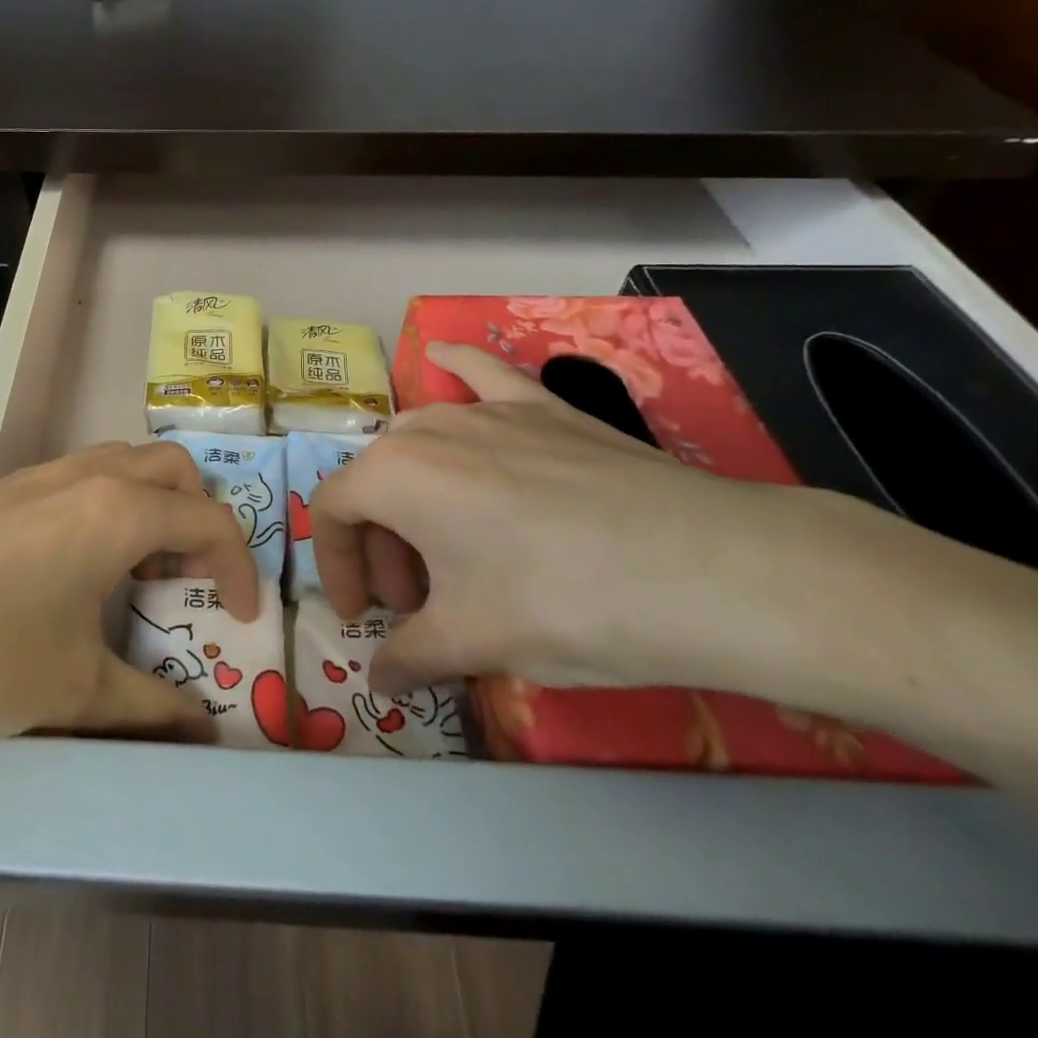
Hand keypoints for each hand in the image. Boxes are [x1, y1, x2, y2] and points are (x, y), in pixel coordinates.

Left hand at [0, 441, 260, 767]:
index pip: (210, 521)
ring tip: (137, 571)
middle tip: (190, 579)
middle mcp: (88, 474)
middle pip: (174, 469)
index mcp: (119, 511)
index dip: (241, 567)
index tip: (243, 616)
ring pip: (125, 463)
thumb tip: (202, 732)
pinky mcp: (3, 487)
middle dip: (200, 517)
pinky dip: (108, 505)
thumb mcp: (73, 692)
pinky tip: (76, 565)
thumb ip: (149, 709)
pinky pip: (82, 476)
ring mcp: (40, 473)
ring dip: (152, 505)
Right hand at [309, 341, 903, 700]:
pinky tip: (441, 354)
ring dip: (413, 493)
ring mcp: (488, 410)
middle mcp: (427, 428)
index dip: (337, 566)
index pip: (332, 513)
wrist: (705, 570)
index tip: (364, 616)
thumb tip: (380, 683)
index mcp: (392, 475)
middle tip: (417, 603)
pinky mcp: (543, 407)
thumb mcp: (472, 642)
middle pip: (376, 481)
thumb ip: (409, 659)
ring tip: (447, 545)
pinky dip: (456, 368)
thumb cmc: (561, 603)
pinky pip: (484, 375)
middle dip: (382, 543)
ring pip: (421, 441)